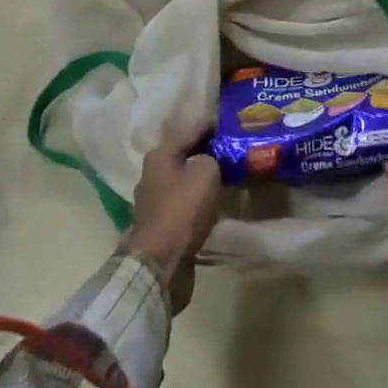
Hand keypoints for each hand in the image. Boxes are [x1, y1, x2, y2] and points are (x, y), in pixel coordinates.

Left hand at [122, 134, 220, 312]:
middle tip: (234, 150)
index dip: (213, 125)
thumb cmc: (182, 210)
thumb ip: (213, 156)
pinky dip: (199, 200)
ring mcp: (155, 200)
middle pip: (186, 154)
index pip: (191, 129)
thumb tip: (212, 160)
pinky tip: (216, 201)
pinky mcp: (161, 224)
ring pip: (185, 179)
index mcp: (160, 154)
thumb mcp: (206, 172)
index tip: (233, 123)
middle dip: (208, 152)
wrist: (160, 264)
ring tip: (229, 175)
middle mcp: (153, 173)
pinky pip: (185, 202)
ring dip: (203, 177)